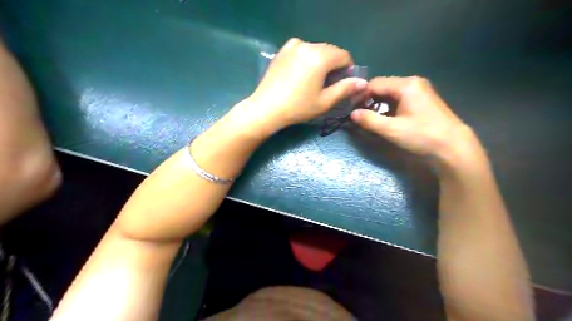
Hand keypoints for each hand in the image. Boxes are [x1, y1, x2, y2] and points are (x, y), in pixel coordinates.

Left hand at [229, 38, 367, 135]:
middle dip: (334, 65)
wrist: (266, 108)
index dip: (348, 69)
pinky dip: (307, 58)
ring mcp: (293, 46)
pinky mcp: (283, 50)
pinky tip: (301, 74)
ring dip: (321, 62)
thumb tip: (363, 82)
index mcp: (320, 56)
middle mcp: (307, 45)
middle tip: (329, 84)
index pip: (344, 56)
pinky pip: (303, 50)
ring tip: (314, 81)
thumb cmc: (298, 108)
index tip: (343, 84)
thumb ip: (345, 89)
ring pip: (316, 50)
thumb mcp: (324, 101)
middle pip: (330, 51)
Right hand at [351, 77, 483, 168]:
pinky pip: (400, 99)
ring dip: (378, 104)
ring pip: (391, 94)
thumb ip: (370, 120)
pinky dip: (389, 107)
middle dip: (369, 99)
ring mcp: (420, 91)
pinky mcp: (423, 101)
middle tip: (358, 114)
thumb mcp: (392, 130)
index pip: (375, 83)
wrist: (453, 147)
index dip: (361, 95)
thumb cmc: (422, 136)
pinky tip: (384, 118)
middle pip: (383, 87)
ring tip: (368, 117)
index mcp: (406, 85)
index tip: (350, 108)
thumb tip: (352, 114)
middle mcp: (413, 83)